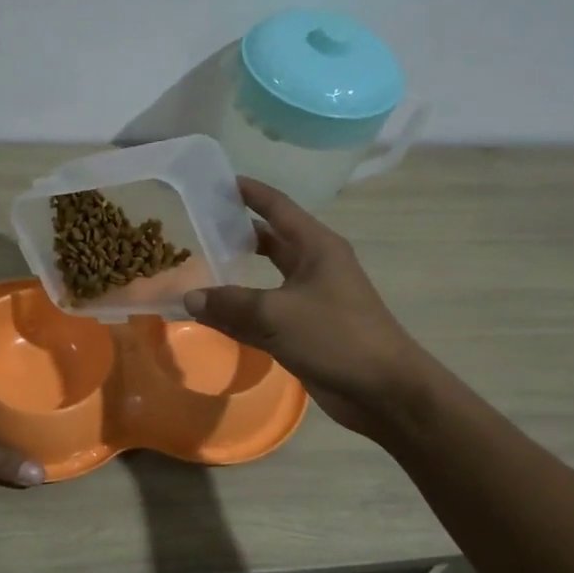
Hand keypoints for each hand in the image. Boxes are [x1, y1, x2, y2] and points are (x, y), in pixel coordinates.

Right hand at [184, 178, 428, 435]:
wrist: (384, 391)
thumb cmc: (337, 337)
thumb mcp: (277, 314)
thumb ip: (230, 304)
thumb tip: (189, 298)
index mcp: (317, 247)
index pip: (278, 207)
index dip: (250, 193)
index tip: (218, 181)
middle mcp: (314, 266)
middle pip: (270, 240)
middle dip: (238, 233)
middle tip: (198, 227)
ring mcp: (311, 299)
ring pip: (265, 279)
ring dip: (236, 275)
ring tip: (198, 267)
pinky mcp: (305, 330)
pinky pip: (264, 313)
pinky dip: (240, 312)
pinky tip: (212, 315)